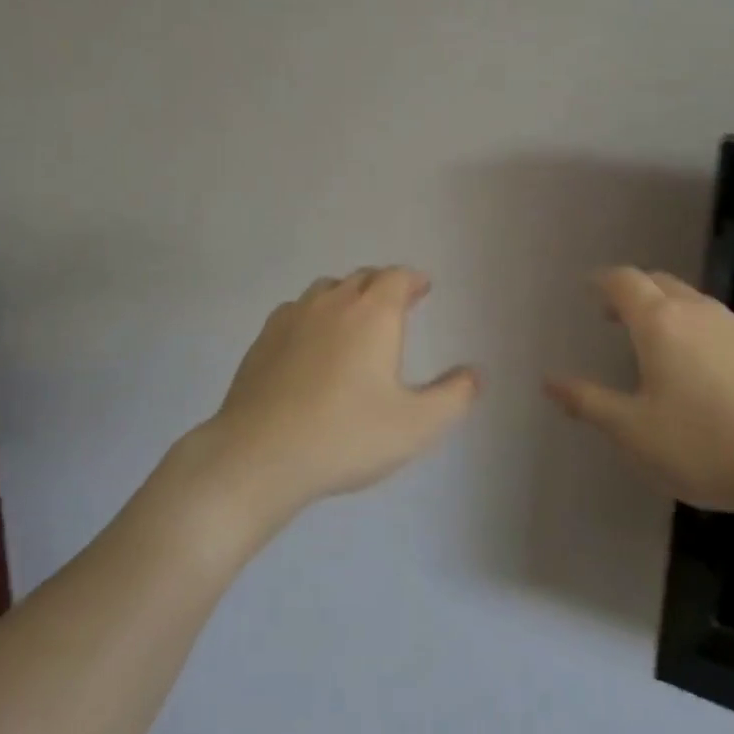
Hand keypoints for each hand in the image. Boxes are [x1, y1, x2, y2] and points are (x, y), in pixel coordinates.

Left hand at [194, 267, 479, 523]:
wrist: (259, 456)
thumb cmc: (346, 435)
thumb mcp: (416, 426)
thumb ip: (453, 397)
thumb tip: (474, 373)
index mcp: (373, 313)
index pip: (397, 277)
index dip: (413, 280)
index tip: (423, 289)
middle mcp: (332, 303)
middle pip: (362, 278)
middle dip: (383, 286)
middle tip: (396, 304)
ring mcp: (292, 318)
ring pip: (325, 290)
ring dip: (346, 296)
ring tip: (354, 320)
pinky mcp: (263, 340)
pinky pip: (295, 311)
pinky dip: (313, 316)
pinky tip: (311, 343)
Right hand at [547, 267, 733, 528]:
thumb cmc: (707, 445)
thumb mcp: (634, 433)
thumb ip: (589, 402)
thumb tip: (549, 381)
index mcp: (660, 322)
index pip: (624, 281)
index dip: (602, 281)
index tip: (589, 289)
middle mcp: (698, 311)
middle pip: (658, 282)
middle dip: (632, 291)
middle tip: (614, 315)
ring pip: (691, 301)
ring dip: (666, 310)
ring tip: (655, 343)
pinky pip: (718, 323)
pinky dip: (695, 329)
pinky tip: (701, 369)